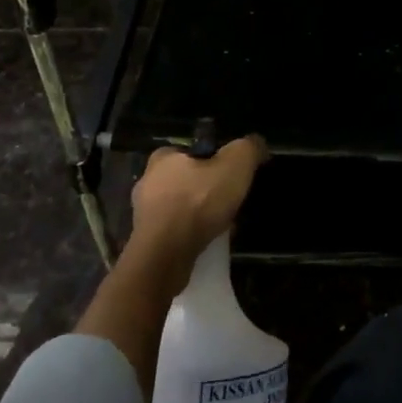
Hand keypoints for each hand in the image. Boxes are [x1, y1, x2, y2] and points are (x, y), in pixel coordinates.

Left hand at [128, 134, 267, 271]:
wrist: (164, 258)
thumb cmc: (197, 203)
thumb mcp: (234, 165)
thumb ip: (248, 149)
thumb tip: (257, 144)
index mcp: (163, 158)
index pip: (189, 151)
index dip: (211, 160)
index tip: (228, 174)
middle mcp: (148, 182)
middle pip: (185, 180)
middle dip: (206, 189)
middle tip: (229, 200)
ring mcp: (144, 215)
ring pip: (180, 207)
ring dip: (199, 214)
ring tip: (223, 224)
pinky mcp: (146, 242)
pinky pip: (175, 232)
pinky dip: (191, 234)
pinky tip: (209, 242)